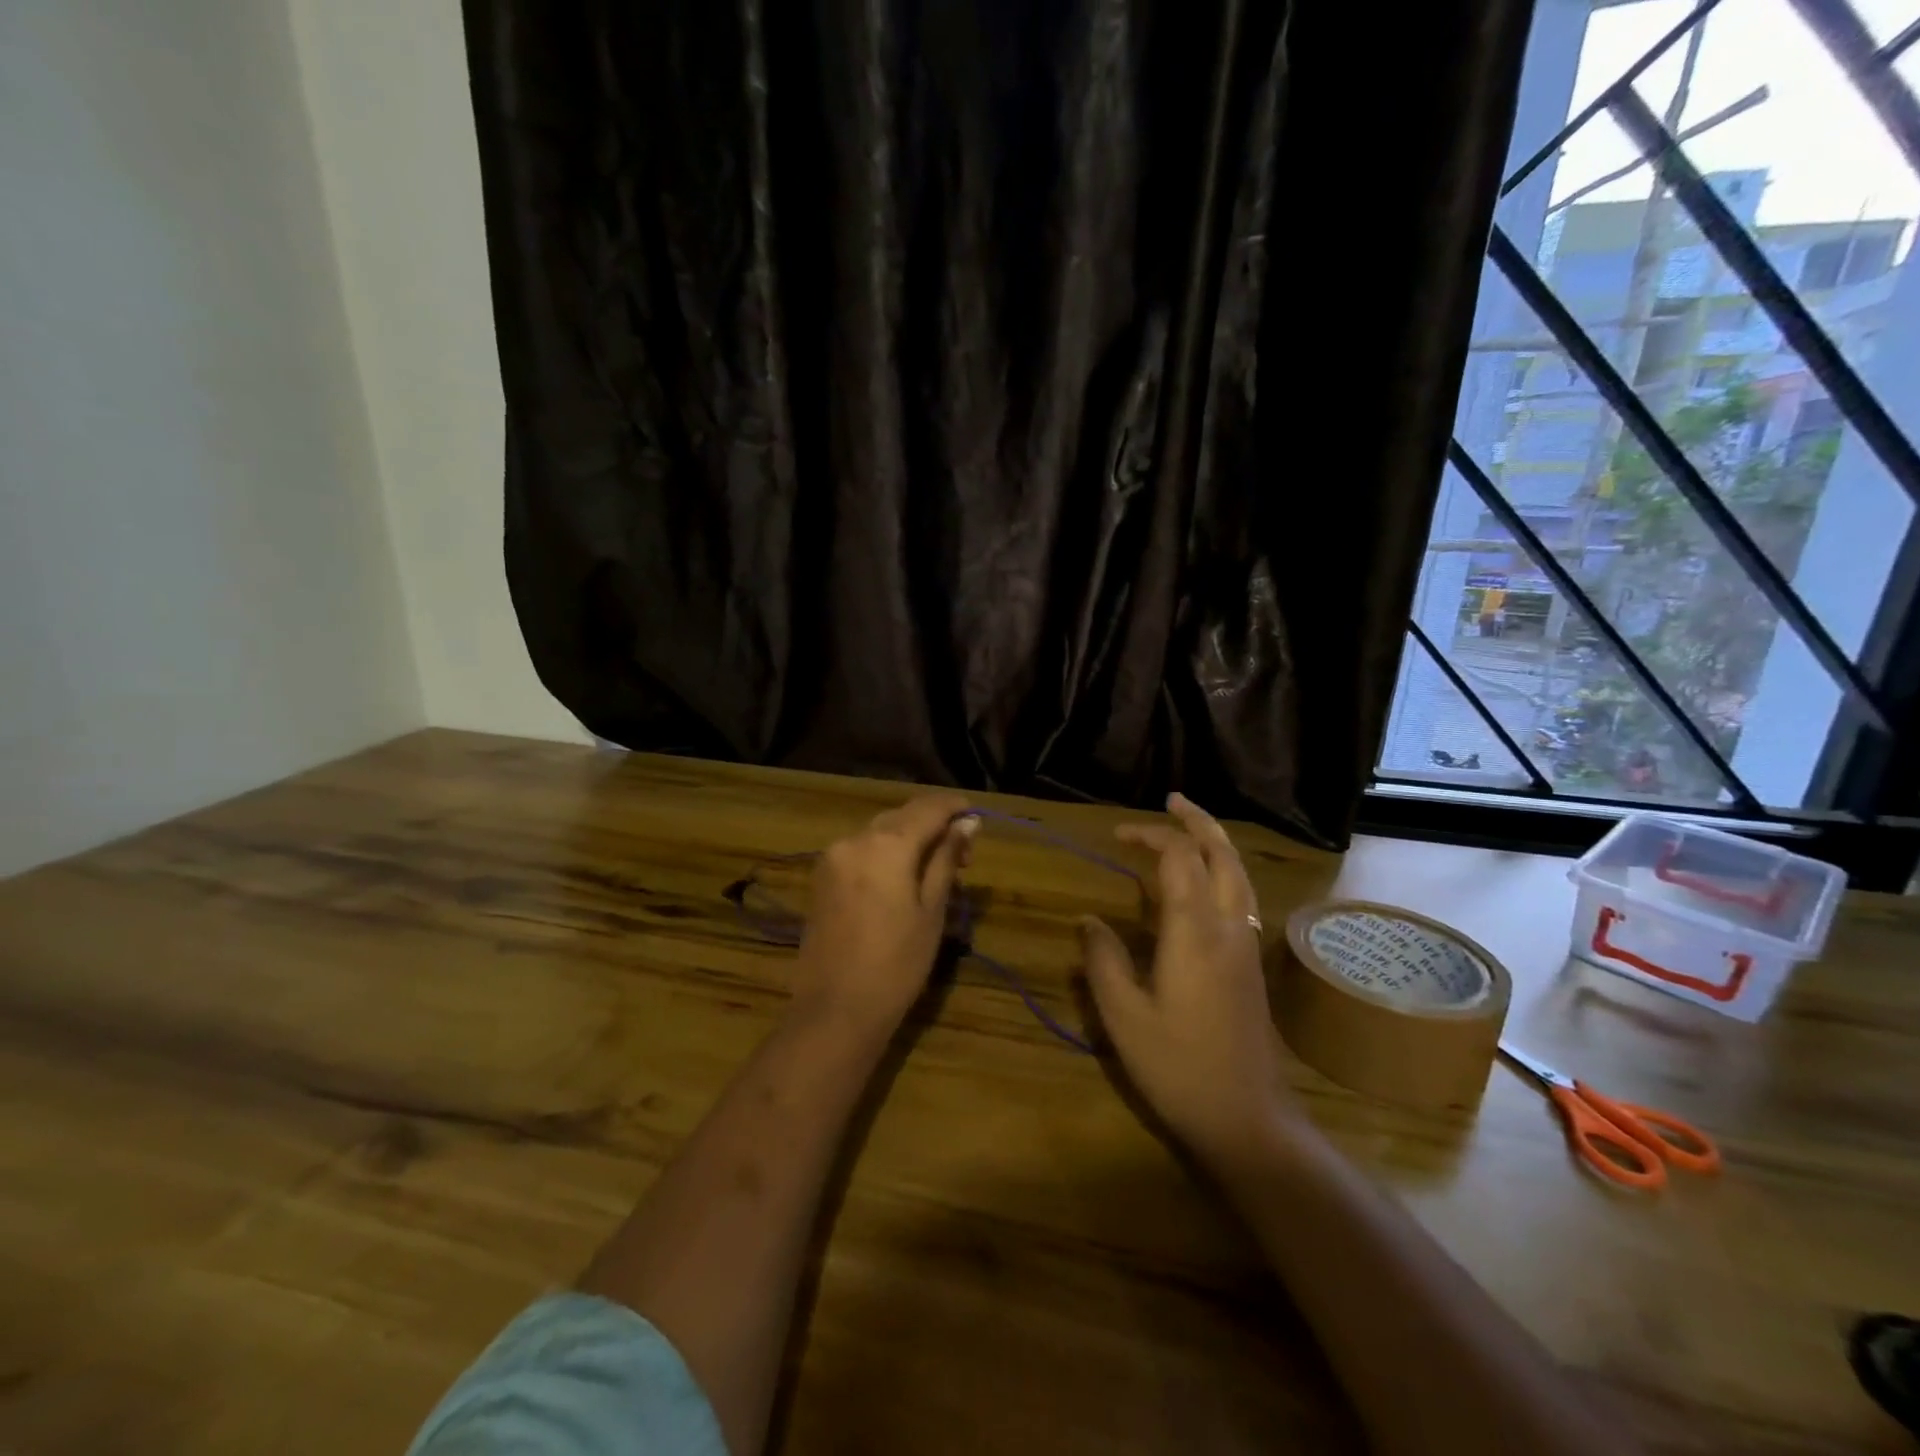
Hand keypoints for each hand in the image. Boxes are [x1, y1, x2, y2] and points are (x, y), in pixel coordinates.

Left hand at [792, 792, 977, 1035]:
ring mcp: (832, 857)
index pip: (927, 808)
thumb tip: (967, 823)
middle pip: (901, 816)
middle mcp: (854, 839)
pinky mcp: (821, 878)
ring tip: (935, 869)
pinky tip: (901, 877)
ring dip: (908, 838)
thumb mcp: (932, 910)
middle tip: (963, 855)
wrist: (835, 1010)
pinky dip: (885, 853)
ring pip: (879, 832)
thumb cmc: (896, 964)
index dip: (954, 807)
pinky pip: (860, 850)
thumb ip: (946, 859)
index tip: (976, 816)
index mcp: (886, 844)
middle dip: (932, 825)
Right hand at [1080, 793, 1293, 1162]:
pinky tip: (1204, 883)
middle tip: (1172, 800)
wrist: (1248, 1120)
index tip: (1118, 835)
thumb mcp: (1124, 1018)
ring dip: (1216, 842)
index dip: (1151, 837)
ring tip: (1190, 827)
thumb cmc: (1179, 1068)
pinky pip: (1241, 897)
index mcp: (1193, 933)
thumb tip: (1089, 922)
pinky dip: (1224, 870)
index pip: (1179, 860)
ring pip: (1239, 874)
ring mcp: (1245, 945)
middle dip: (1199, 821)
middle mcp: (1227, 928)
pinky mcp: (1251, 965)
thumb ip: (1103, 961)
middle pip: (1223, 855)